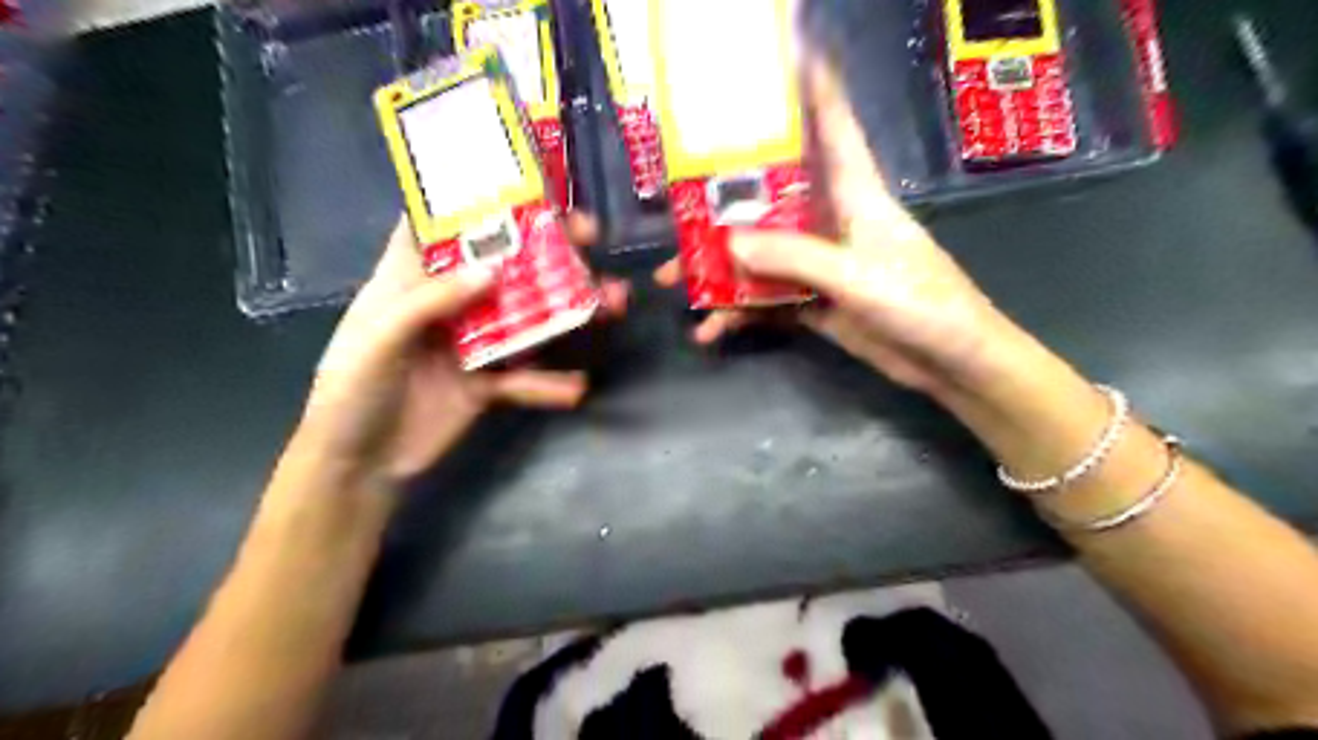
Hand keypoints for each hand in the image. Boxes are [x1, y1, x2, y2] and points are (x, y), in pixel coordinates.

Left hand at [297, 210, 626, 486]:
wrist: (359, 469)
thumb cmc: (351, 394)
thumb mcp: (379, 340)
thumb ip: (430, 302)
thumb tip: (492, 269)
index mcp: (409, 281)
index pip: (443, 229)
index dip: (478, 204)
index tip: (525, 186)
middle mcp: (446, 305)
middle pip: (502, 268)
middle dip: (546, 251)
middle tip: (590, 237)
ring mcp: (471, 345)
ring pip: (527, 319)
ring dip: (568, 312)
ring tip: (611, 303)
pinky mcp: (487, 384)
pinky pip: (525, 378)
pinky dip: (550, 383)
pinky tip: (577, 388)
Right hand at [659, 57, 1012, 395]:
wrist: (950, 364)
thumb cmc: (922, 304)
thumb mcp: (858, 277)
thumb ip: (796, 259)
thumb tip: (729, 244)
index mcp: (855, 194)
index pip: (831, 126)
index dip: (809, 87)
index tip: (779, 56)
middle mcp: (832, 221)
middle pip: (770, 198)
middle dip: (723, 204)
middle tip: (676, 213)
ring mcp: (820, 264)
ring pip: (760, 253)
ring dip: (719, 270)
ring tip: (676, 285)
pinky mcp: (814, 302)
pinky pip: (766, 299)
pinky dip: (739, 313)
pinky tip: (712, 330)